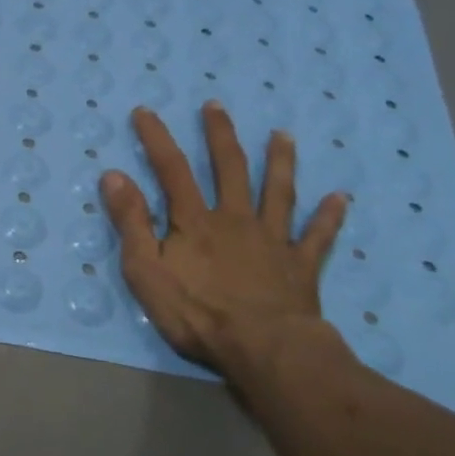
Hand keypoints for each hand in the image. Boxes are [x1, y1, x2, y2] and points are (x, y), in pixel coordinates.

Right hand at [100, 101, 348, 378]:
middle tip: (216, 106)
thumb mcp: (145, 270)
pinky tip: (340, 198)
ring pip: (278, 192)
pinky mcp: (301, 266)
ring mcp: (272, 240)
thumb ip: (131, 223)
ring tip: (283, 136)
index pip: (172, 169)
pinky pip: (317, 237)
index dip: (156, 138)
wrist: (264, 349)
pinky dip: (329, 217)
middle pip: (229, 168)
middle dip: (220, 134)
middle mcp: (236, 219)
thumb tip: (114, 176)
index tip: (145, 111)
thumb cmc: (197, 313)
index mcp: (195, 221)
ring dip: (280, 162)